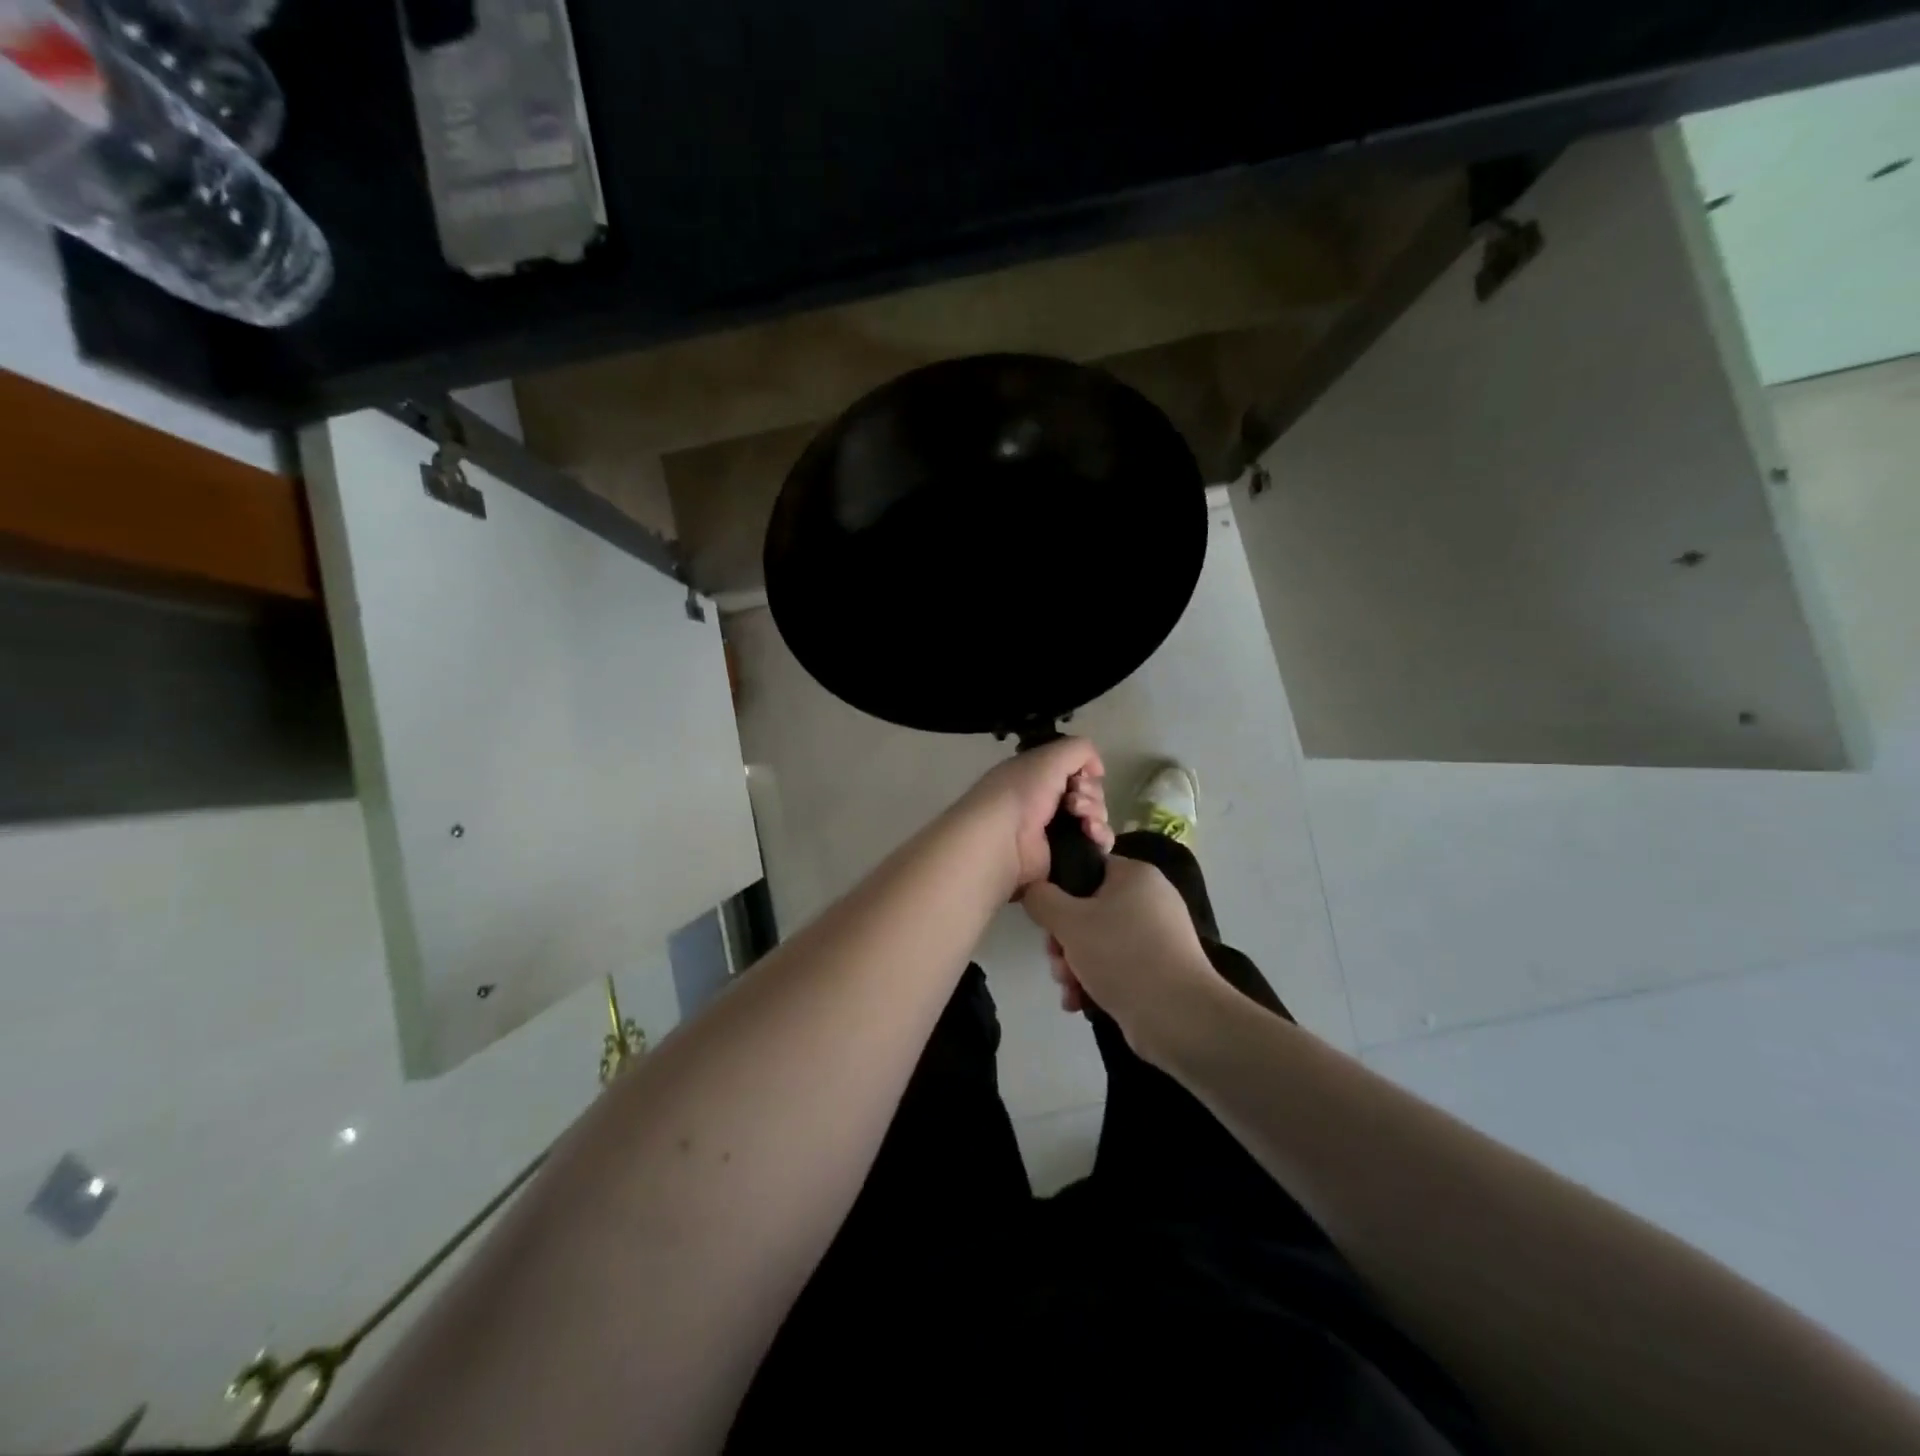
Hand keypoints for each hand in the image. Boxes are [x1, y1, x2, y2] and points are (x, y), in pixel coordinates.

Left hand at [955, 737, 1113, 894]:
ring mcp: (1057, 831)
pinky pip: (1097, 844)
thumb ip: (1080, 750)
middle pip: (1090, 794)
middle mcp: (1047, 802)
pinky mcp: (1066, 856)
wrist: (1003, 838)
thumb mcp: (1049, 756)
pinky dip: (1101, 837)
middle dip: (1091, 794)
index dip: (1085, 772)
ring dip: (1096, 813)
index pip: (1077, 771)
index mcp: (1039, 776)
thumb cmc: (1021, 791)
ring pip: (1096, 818)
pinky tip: (1092, 834)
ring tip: (1082, 820)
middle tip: (1073, 801)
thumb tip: (1097, 768)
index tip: (1079, 778)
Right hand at [1022, 856, 1223, 1054]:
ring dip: (1073, 965)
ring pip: (1098, 942)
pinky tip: (1079, 1002)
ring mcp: (1157, 937)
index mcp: (1135, 875)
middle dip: (1064, 940)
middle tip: (1057, 960)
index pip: (1087, 868)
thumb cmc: (1121, 955)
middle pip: (1088, 910)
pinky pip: (1116, 966)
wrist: (1178, 1017)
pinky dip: (1095, 981)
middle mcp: (1150, 900)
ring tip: (1069, 987)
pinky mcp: (1158, 970)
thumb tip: (1033, 889)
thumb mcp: (1068, 921)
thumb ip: (1041, 898)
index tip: (1046, 919)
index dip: (1059, 891)